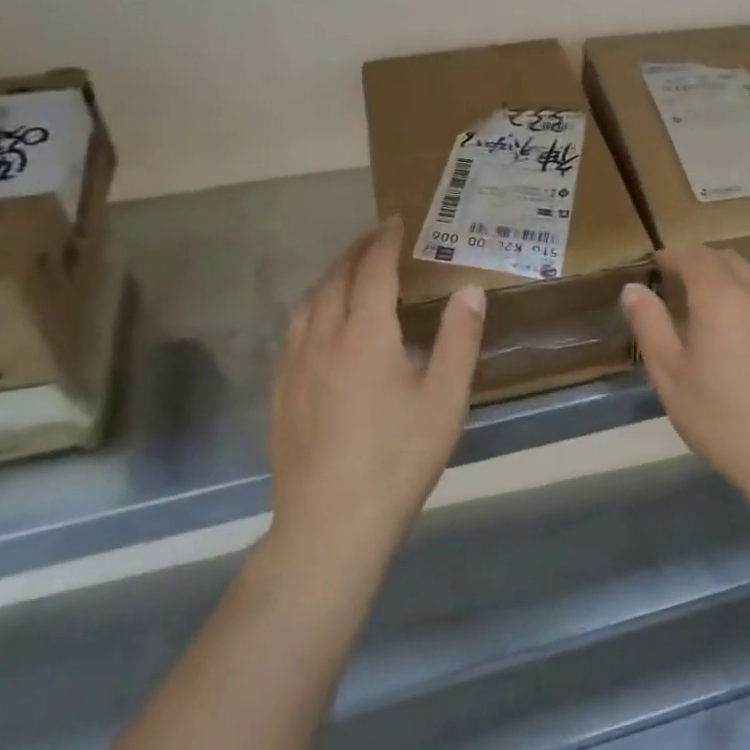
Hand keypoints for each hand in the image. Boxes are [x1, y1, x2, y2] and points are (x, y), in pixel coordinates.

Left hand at [268, 216, 484, 568]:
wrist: (329, 528)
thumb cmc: (396, 460)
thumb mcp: (444, 401)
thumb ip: (459, 340)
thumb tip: (469, 290)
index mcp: (365, 335)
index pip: (372, 270)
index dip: (384, 241)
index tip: (395, 221)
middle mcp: (323, 339)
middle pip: (335, 279)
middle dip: (355, 251)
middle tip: (375, 236)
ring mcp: (294, 367)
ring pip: (307, 303)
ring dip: (329, 276)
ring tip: (347, 271)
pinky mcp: (280, 394)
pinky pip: (292, 332)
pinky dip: (310, 308)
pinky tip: (317, 325)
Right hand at [621, 246, 749, 516]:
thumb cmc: (722, 418)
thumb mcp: (670, 375)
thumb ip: (650, 325)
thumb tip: (633, 289)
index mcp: (720, 298)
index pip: (694, 257)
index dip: (674, 255)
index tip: (658, 263)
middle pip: (728, 261)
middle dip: (702, 262)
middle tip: (682, 281)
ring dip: (731, 279)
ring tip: (715, 304)